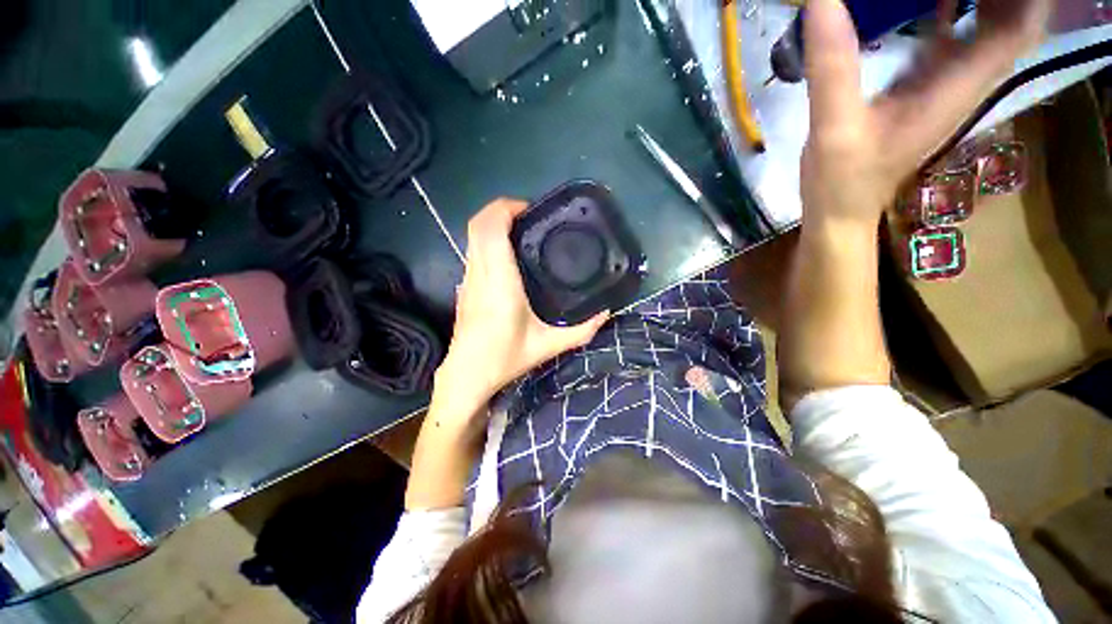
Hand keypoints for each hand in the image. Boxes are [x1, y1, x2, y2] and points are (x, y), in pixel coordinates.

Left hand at [435, 198, 609, 409]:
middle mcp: (479, 273)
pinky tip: (510, 256)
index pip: (491, 229)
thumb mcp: (548, 346)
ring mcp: (468, 278)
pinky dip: (490, 239)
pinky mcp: (465, 286)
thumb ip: (580, 330)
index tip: (530, 209)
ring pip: (473, 236)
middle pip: (478, 224)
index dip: (506, 208)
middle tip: (531, 217)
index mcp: (498, 281)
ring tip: (523, 232)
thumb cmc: (504, 358)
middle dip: (502, 209)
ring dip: (495, 224)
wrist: (466, 375)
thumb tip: (605, 313)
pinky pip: (474, 250)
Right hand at [800, 0, 1049, 229]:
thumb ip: (833, 66)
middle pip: (1009, 23)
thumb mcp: (834, 127)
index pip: (1018, 29)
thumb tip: (824, 1)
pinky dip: (950, 11)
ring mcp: (942, 85)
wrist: (840, 212)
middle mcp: (961, 82)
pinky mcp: (921, 89)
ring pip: (984, 28)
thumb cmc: (841, 180)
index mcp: (956, 88)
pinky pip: (952, 39)